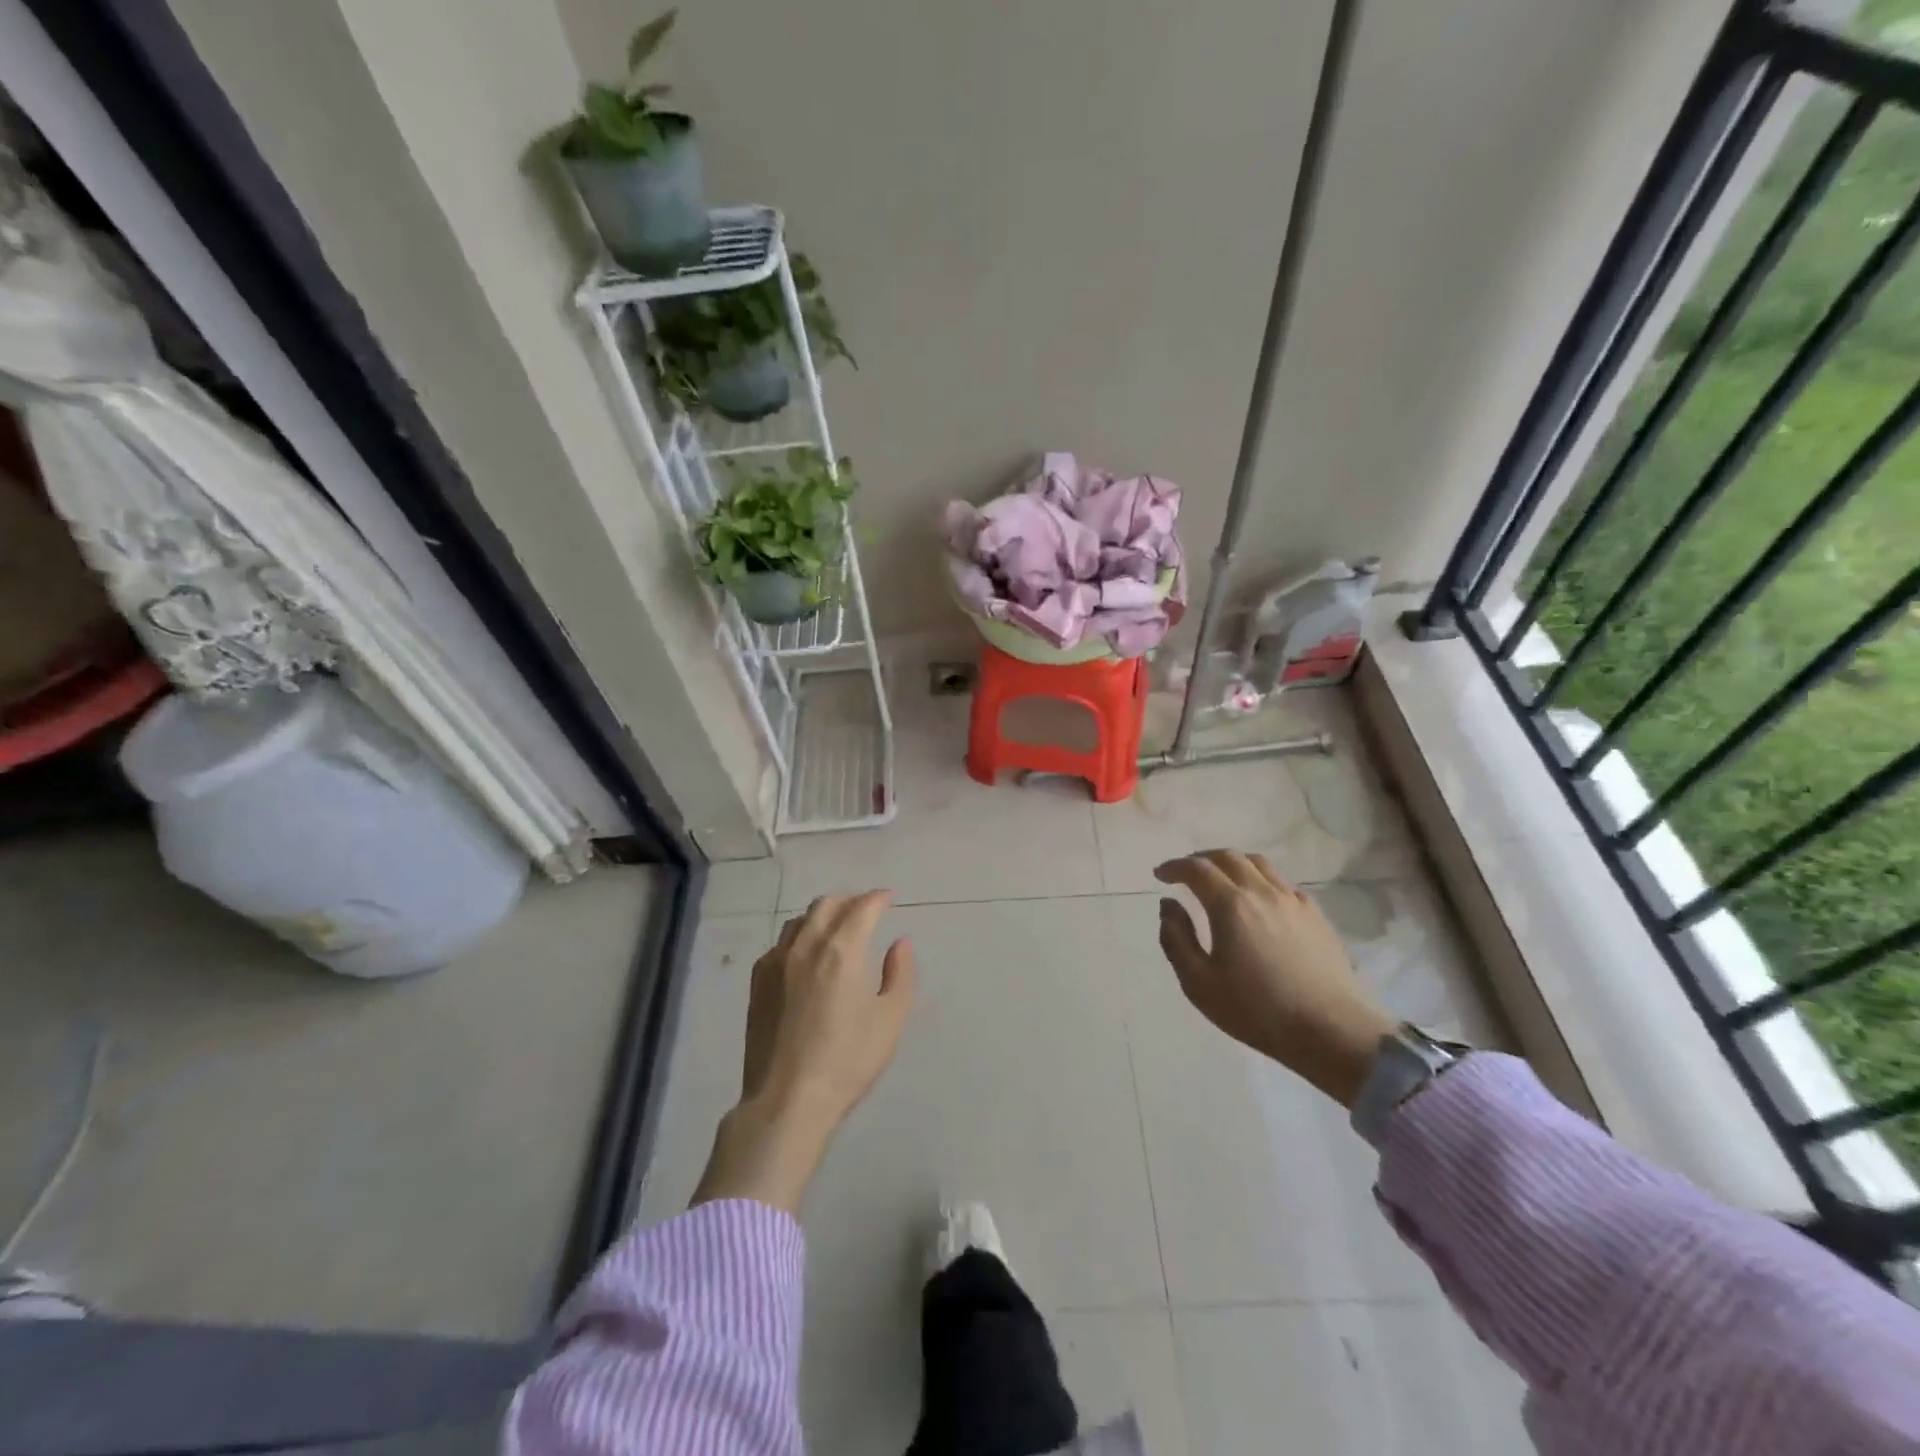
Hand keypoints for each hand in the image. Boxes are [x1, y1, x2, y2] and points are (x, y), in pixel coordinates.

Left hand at [693, 891, 914, 1212]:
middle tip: (866, 911)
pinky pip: (781, 943)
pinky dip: (800, 937)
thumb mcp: (890, 1019)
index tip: (888, 898)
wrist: (787, 1100)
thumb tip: (900, 943)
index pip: (862, 907)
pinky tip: (807, 957)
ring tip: (837, 930)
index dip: (878, 898)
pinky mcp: (758, 982)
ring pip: (800, 920)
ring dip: (822, 916)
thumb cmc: (848, 1061)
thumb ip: (900, 974)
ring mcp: (776, 962)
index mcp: (842, 950)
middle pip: (827, 904)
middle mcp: (806, 945)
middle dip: (850, 901)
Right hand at [1155, 850, 1394, 1106]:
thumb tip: (1168, 905)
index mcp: (1231, 905)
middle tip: (1185, 872)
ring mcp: (1293, 900)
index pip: (1197, 869)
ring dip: (1232, 863)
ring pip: (1258, 863)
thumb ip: (1176, 939)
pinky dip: (1260, 878)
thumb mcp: (1199, 983)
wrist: (1331, 1031)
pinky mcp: (1315, 914)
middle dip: (1201, 859)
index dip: (1175, 867)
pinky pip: (1282, 882)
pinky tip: (1259, 899)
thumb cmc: (1257, 1010)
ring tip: (1220, 878)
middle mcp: (1262, 891)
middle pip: (1228, 857)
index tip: (1161, 875)